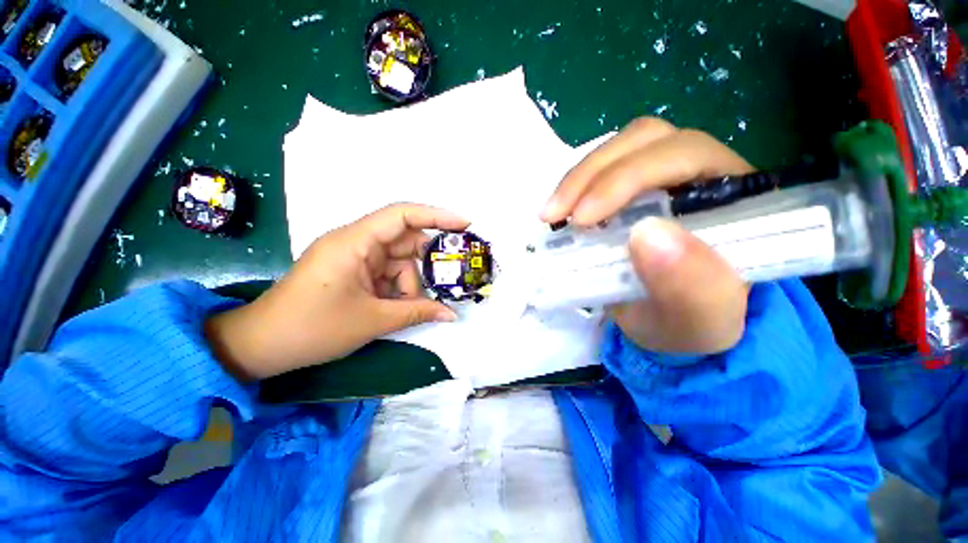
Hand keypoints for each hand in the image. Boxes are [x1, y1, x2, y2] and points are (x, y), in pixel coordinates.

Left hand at [206, 203, 468, 380]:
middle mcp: (357, 243)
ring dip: (411, 285)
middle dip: (427, 262)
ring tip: (412, 309)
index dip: (436, 216)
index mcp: (355, 242)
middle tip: (450, 278)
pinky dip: (399, 290)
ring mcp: (355, 258)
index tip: (464, 224)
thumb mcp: (372, 320)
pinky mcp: (355, 272)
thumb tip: (452, 315)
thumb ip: (417, 312)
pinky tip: (398, 309)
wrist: (263, 345)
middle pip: (405, 242)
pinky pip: (388, 274)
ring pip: (399, 263)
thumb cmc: (312, 328)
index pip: (402, 215)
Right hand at [541, 118, 751, 353]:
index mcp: (735, 197)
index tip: (583, 218)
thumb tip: (647, 233)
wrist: (672, 327)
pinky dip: (574, 188)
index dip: (627, 177)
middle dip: (592, 174)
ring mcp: (662, 178)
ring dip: (577, 179)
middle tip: (556, 214)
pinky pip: (601, 171)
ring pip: (618, 150)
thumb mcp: (700, 321)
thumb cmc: (692, 324)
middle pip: (644, 141)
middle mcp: (700, 174)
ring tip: (552, 214)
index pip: (683, 155)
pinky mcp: (631, 192)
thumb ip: (692, 288)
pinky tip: (560, 212)